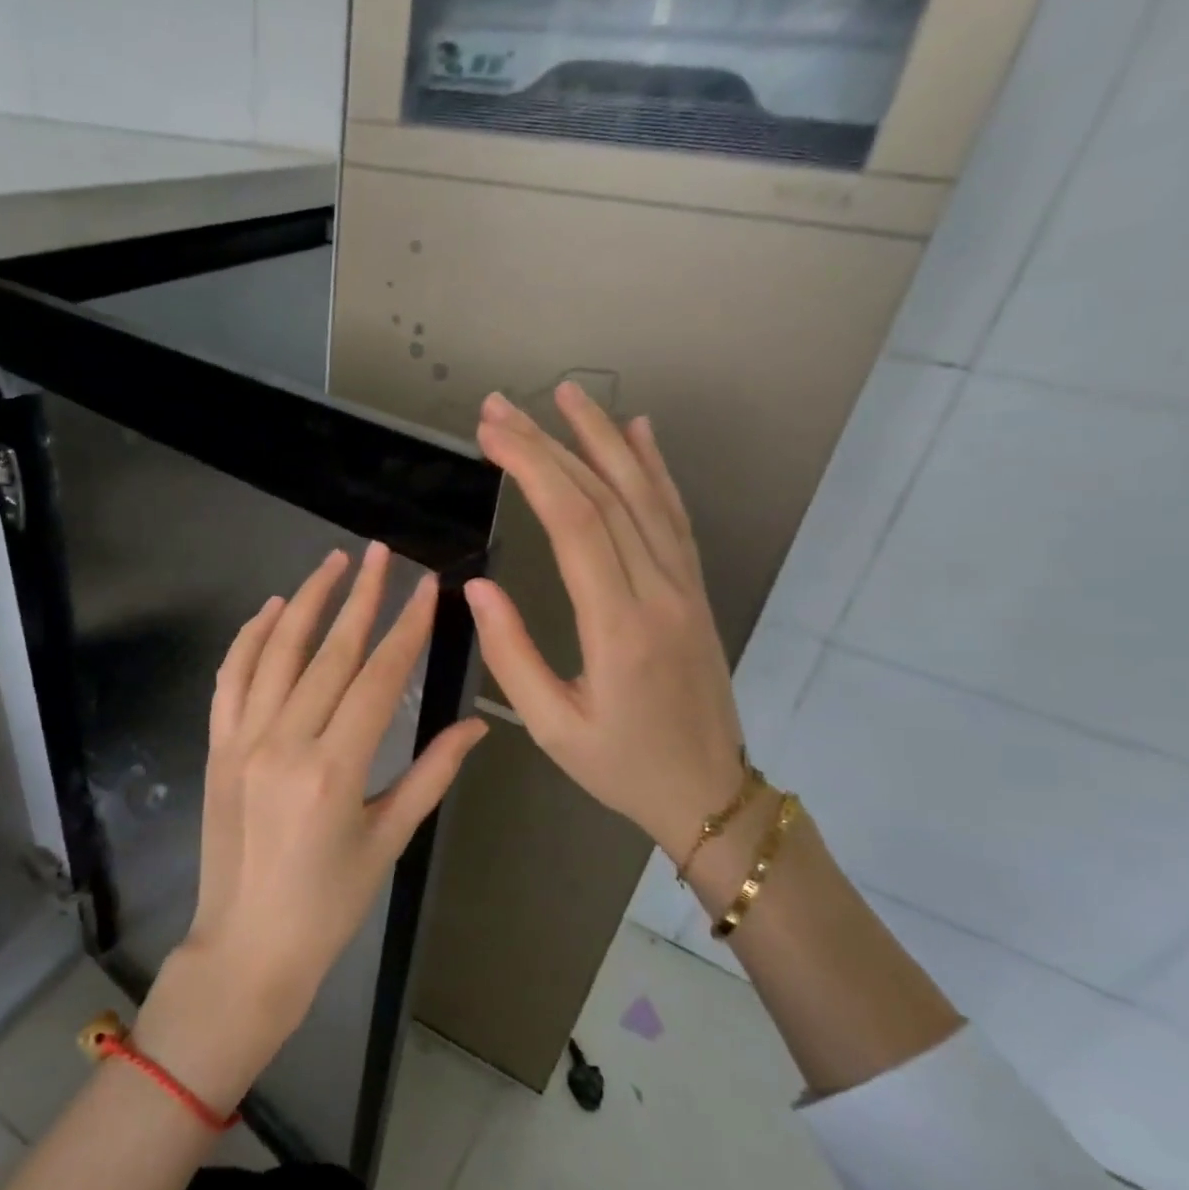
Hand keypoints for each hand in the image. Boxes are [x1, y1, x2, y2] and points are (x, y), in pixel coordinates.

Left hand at [184, 541, 487, 1027]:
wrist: (247, 946)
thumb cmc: (329, 906)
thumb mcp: (388, 841)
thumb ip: (432, 775)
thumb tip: (478, 724)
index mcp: (335, 770)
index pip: (377, 679)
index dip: (406, 628)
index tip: (426, 587)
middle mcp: (284, 743)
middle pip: (329, 653)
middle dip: (361, 598)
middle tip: (381, 553)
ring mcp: (243, 740)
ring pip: (276, 653)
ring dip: (305, 601)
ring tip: (332, 563)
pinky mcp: (217, 746)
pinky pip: (231, 679)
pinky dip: (249, 639)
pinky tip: (270, 610)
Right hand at [465, 384, 745, 856]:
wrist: (710, 794)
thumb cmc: (621, 766)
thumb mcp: (552, 727)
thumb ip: (513, 654)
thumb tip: (478, 588)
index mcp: (619, 625)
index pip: (573, 523)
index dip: (531, 468)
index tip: (491, 433)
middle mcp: (658, 591)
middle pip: (603, 495)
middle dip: (549, 442)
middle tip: (501, 405)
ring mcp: (684, 585)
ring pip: (643, 493)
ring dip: (602, 438)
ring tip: (565, 394)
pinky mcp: (693, 589)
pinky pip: (674, 515)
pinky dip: (654, 467)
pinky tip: (636, 432)